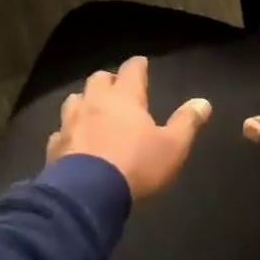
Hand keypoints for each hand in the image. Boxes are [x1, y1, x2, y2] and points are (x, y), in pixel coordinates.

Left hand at [46, 55, 211, 201]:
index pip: (131, 70)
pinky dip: (68, 131)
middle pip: (98, 80)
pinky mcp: (55, 146)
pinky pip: (61, 131)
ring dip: (85, 102)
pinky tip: (73, 140)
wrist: (87, 195)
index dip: (138, 66)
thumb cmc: (136, 165)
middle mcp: (94, 102)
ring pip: (74, 100)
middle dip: (108, 81)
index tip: (141, 64)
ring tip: (93, 110)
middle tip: (117, 89)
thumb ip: (187, 123)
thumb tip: (203, 102)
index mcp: (124, 98)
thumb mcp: (172, 147)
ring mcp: (70, 123)